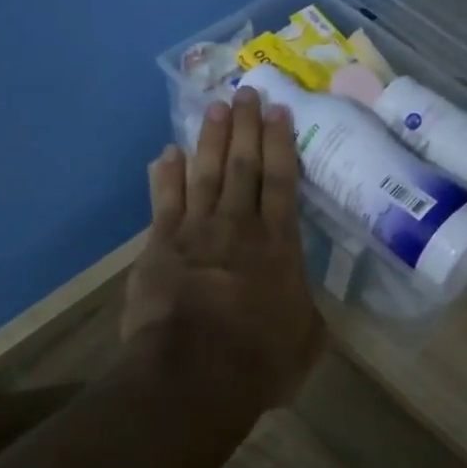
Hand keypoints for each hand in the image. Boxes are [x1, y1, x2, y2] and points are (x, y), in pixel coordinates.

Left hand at [121, 87, 325, 415]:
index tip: (278, 111)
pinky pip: (165, 200)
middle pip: (243, 166)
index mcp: (279, 246)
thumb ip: (306, 309)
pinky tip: (167, 152)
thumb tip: (303, 296)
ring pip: (205, 173)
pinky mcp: (160, 246)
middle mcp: (238, 227)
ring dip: (211, 139)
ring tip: (215, 107)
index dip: (280, 143)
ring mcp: (196, 232)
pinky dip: (166, 174)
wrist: (194, 375)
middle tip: (246, 92)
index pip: (281, 182)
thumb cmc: (259, 362)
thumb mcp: (306, 339)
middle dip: (245, 127)